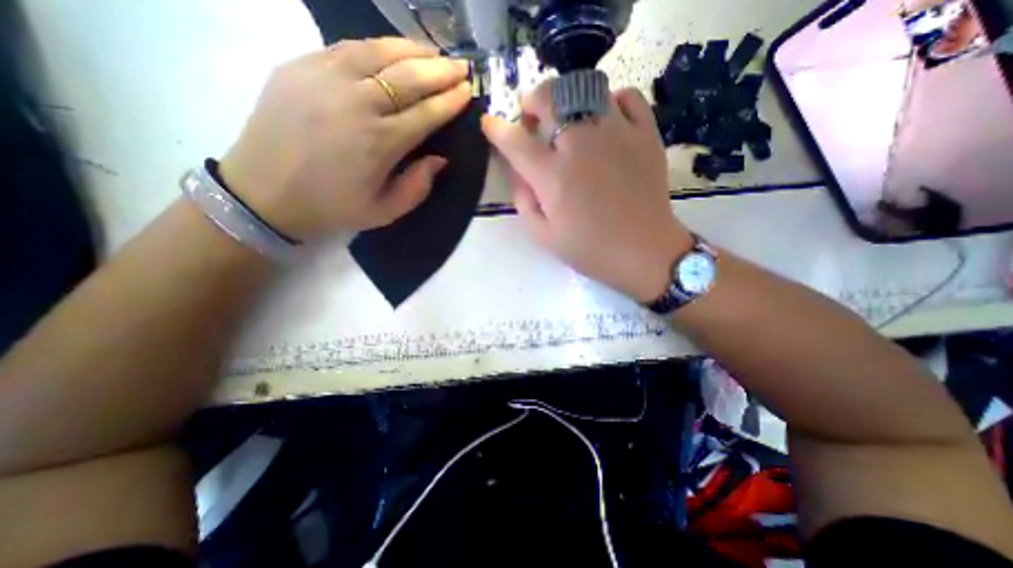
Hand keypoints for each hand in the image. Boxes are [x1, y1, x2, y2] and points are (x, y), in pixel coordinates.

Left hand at [221, 35, 472, 241]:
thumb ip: (418, 187)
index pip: (426, 113)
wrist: (264, 194)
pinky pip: (348, 47)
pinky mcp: (300, 66)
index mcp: (380, 143)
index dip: (450, 101)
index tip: (468, 91)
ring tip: (433, 53)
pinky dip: (377, 46)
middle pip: (408, 77)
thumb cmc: (333, 208)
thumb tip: (440, 158)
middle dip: (440, 70)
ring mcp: (325, 79)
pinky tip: (393, 50)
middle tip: (461, 67)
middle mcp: (357, 104)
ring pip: (379, 52)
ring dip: (412, 51)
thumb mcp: (385, 211)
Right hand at [485, 79, 696, 300]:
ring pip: (586, 88)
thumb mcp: (543, 236)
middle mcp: (581, 145)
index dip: (497, 129)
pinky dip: (611, 101)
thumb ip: (523, 200)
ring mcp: (616, 134)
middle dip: (533, 102)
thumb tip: (518, 171)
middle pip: (550, 97)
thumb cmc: (590, 250)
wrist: (644, 252)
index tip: (490, 124)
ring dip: (568, 98)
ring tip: (569, 119)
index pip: (515, 141)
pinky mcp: (645, 134)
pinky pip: (627, 96)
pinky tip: (606, 120)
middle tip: (534, 119)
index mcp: (552, 176)